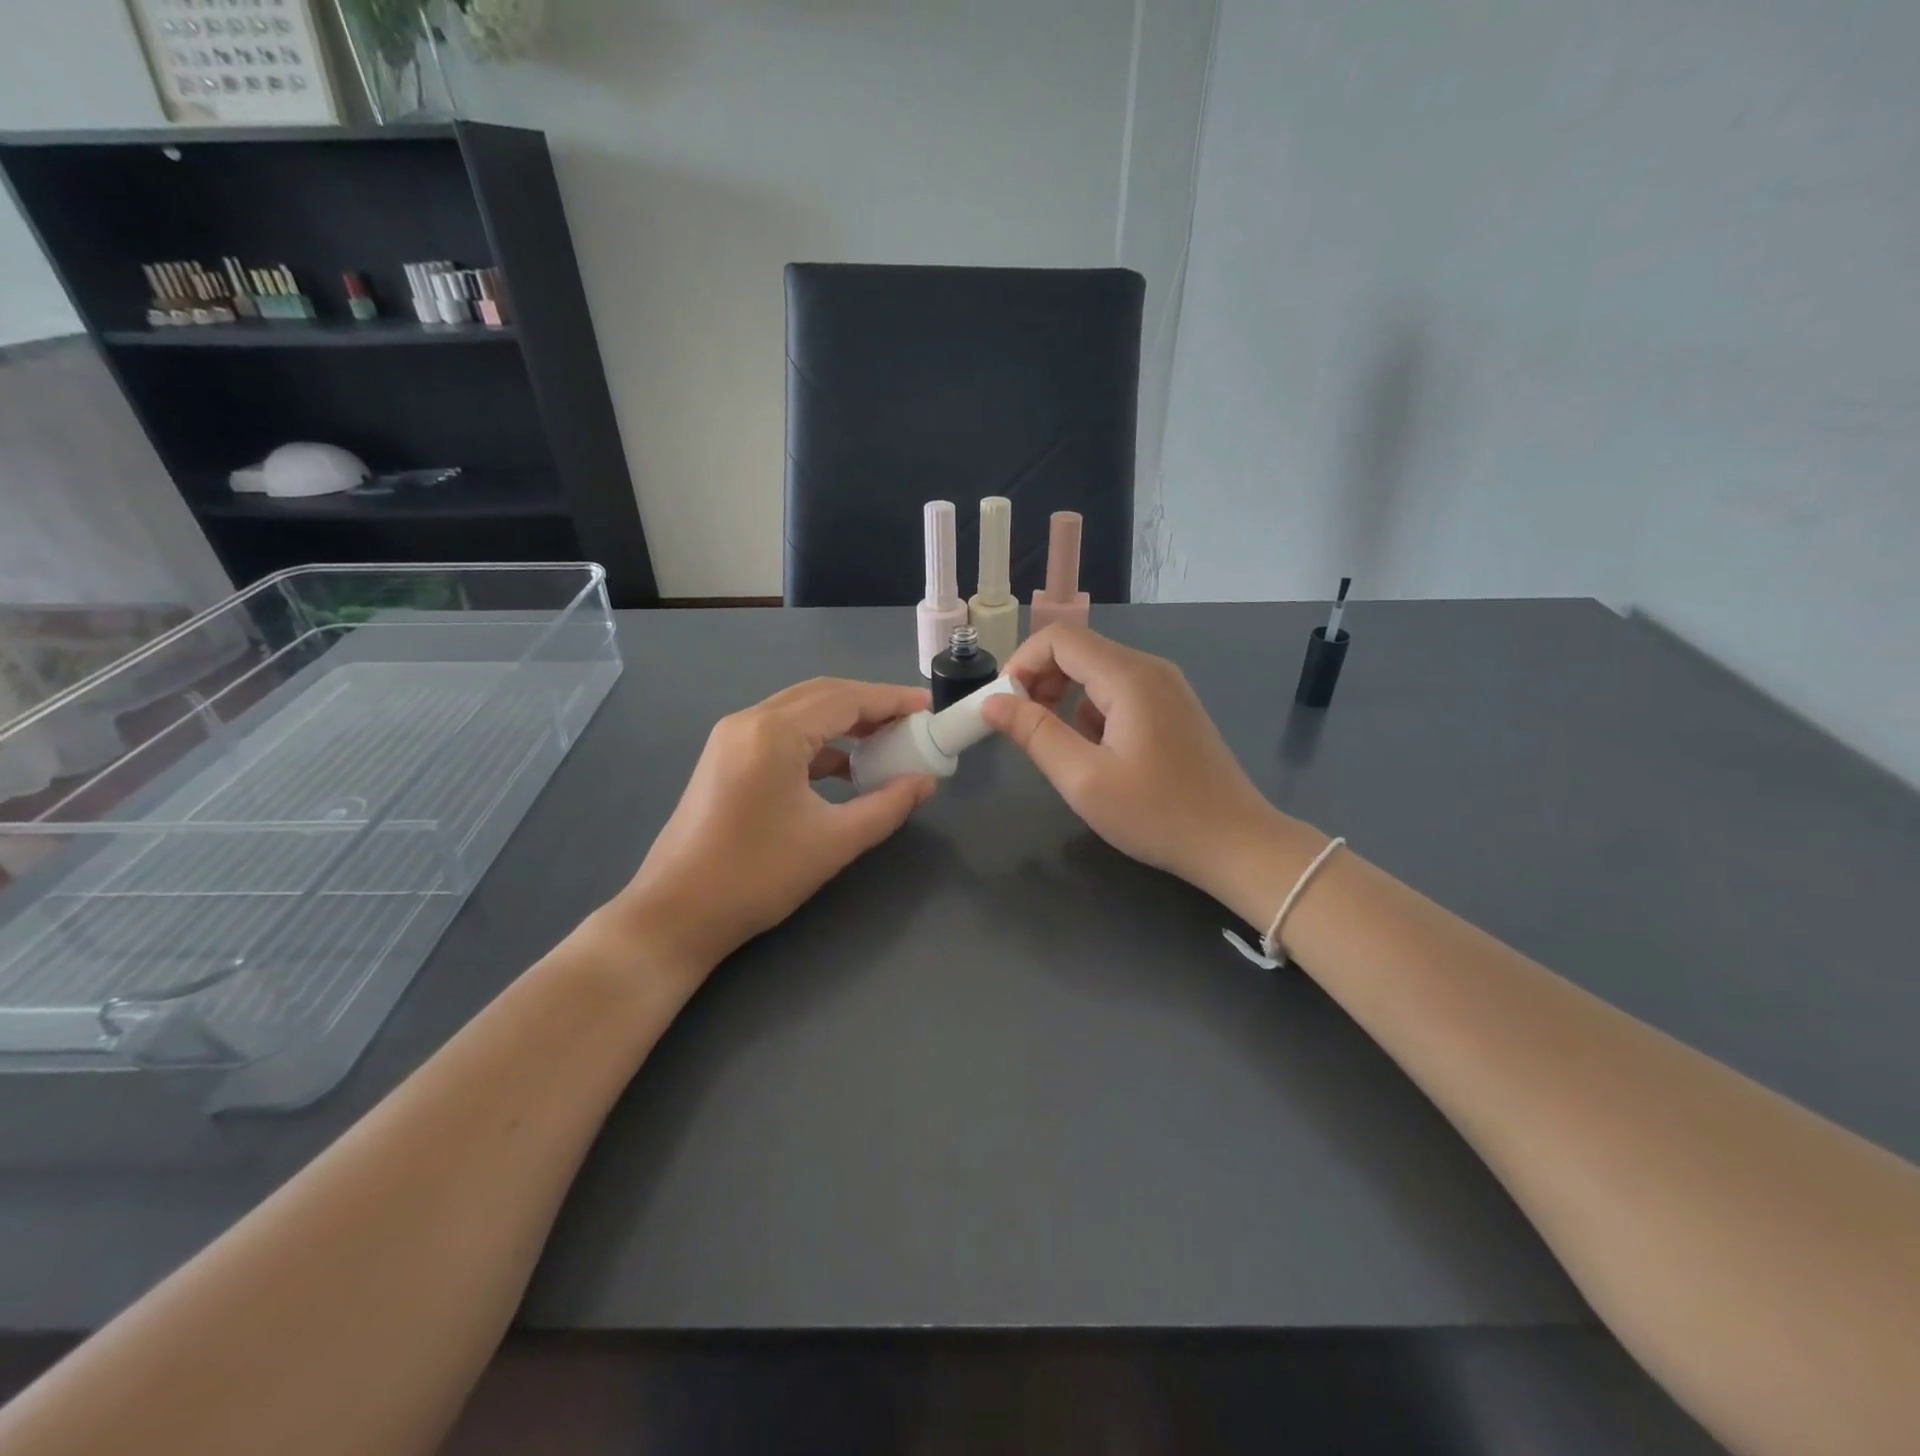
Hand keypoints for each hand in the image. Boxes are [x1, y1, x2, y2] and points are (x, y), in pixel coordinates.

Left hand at [614, 679, 937, 973]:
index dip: (892, 700)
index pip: (846, 699)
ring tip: (886, 742)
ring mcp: (732, 738)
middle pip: (822, 695)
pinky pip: (782, 734)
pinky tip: (845, 768)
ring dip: (844, 722)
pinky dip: (818, 742)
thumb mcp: (834, 841)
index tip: (930, 708)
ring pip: (800, 712)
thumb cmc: (757, 876)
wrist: (675, 914)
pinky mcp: (725, 759)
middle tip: (912, 723)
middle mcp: (750, 721)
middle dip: (871, 705)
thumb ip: (887, 806)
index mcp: (775, 733)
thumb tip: (925, 783)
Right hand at [982, 624, 1317, 918]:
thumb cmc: (1157, 815)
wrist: (1235, 843)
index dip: (1022, 664)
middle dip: (1040, 682)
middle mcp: (1150, 669)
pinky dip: (1093, 713)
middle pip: (1078, 651)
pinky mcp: (1172, 708)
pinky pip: (1118, 693)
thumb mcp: (1084, 779)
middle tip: (1024, 728)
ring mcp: (1166, 687)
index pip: (1059, 638)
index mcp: (1129, 677)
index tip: (1005, 707)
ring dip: (1066, 700)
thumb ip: (1034, 734)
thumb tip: (992, 702)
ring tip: (1063, 750)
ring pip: (1097, 673)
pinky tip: (1100, 755)